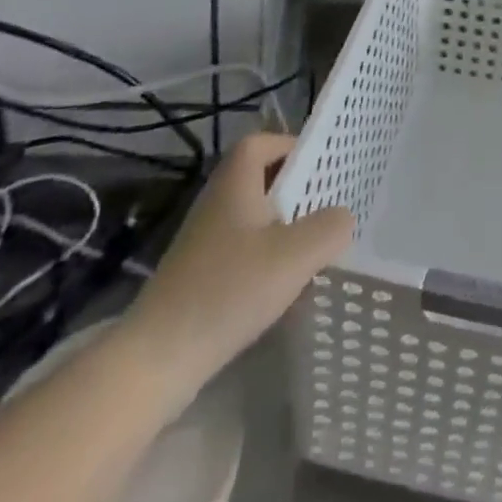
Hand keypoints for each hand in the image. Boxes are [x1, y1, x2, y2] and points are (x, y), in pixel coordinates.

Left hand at [120, 133, 352, 403]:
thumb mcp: (294, 255)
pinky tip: (279, 285)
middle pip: (258, 178)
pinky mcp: (197, 275)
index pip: (262, 142)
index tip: (322, 167)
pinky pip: (239, 249)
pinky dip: (263, 256)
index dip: (291, 146)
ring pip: (250, 216)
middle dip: (293, 188)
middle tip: (325, 206)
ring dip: (280, 225)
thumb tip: (344, 216)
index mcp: (235, 182)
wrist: (157, 359)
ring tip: (310, 247)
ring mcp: (202, 240)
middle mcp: (216, 201)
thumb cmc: (228, 290)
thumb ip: (329, 227)